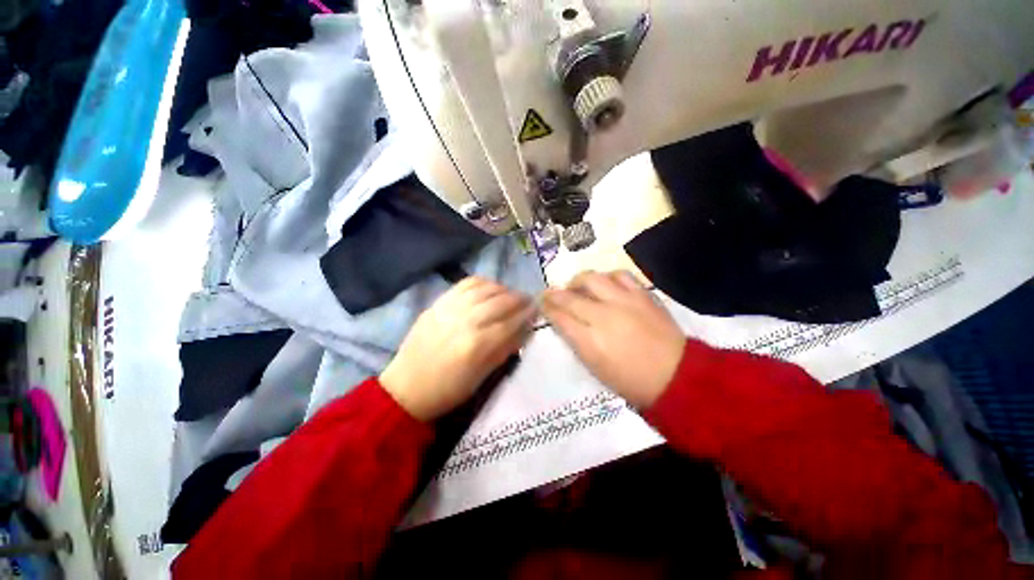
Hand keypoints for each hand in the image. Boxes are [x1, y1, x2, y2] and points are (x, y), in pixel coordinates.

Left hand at [380, 277, 535, 420]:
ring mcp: (450, 308)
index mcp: (477, 345)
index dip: (527, 315)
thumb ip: (505, 350)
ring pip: (484, 288)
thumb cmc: (448, 390)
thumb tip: (524, 330)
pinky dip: (482, 282)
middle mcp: (466, 321)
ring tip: (510, 294)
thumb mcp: (482, 377)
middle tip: (528, 300)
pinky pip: (465, 284)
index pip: (511, 322)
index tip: (537, 310)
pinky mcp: (438, 302)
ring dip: (503, 288)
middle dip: (519, 299)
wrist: (407, 387)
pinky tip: (489, 287)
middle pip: (500, 302)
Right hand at [542, 271, 684, 407]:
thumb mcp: (595, 367)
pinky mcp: (642, 295)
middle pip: (570, 296)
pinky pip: (620, 275)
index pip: (560, 317)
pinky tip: (606, 284)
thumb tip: (563, 321)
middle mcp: (604, 316)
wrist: (677, 376)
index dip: (547, 307)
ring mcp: (624, 302)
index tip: (541, 302)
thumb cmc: (631, 380)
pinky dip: (607, 277)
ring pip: (592, 278)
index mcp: (590, 341)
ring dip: (579, 281)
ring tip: (578, 287)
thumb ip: (576, 340)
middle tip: (550, 293)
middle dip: (555, 293)